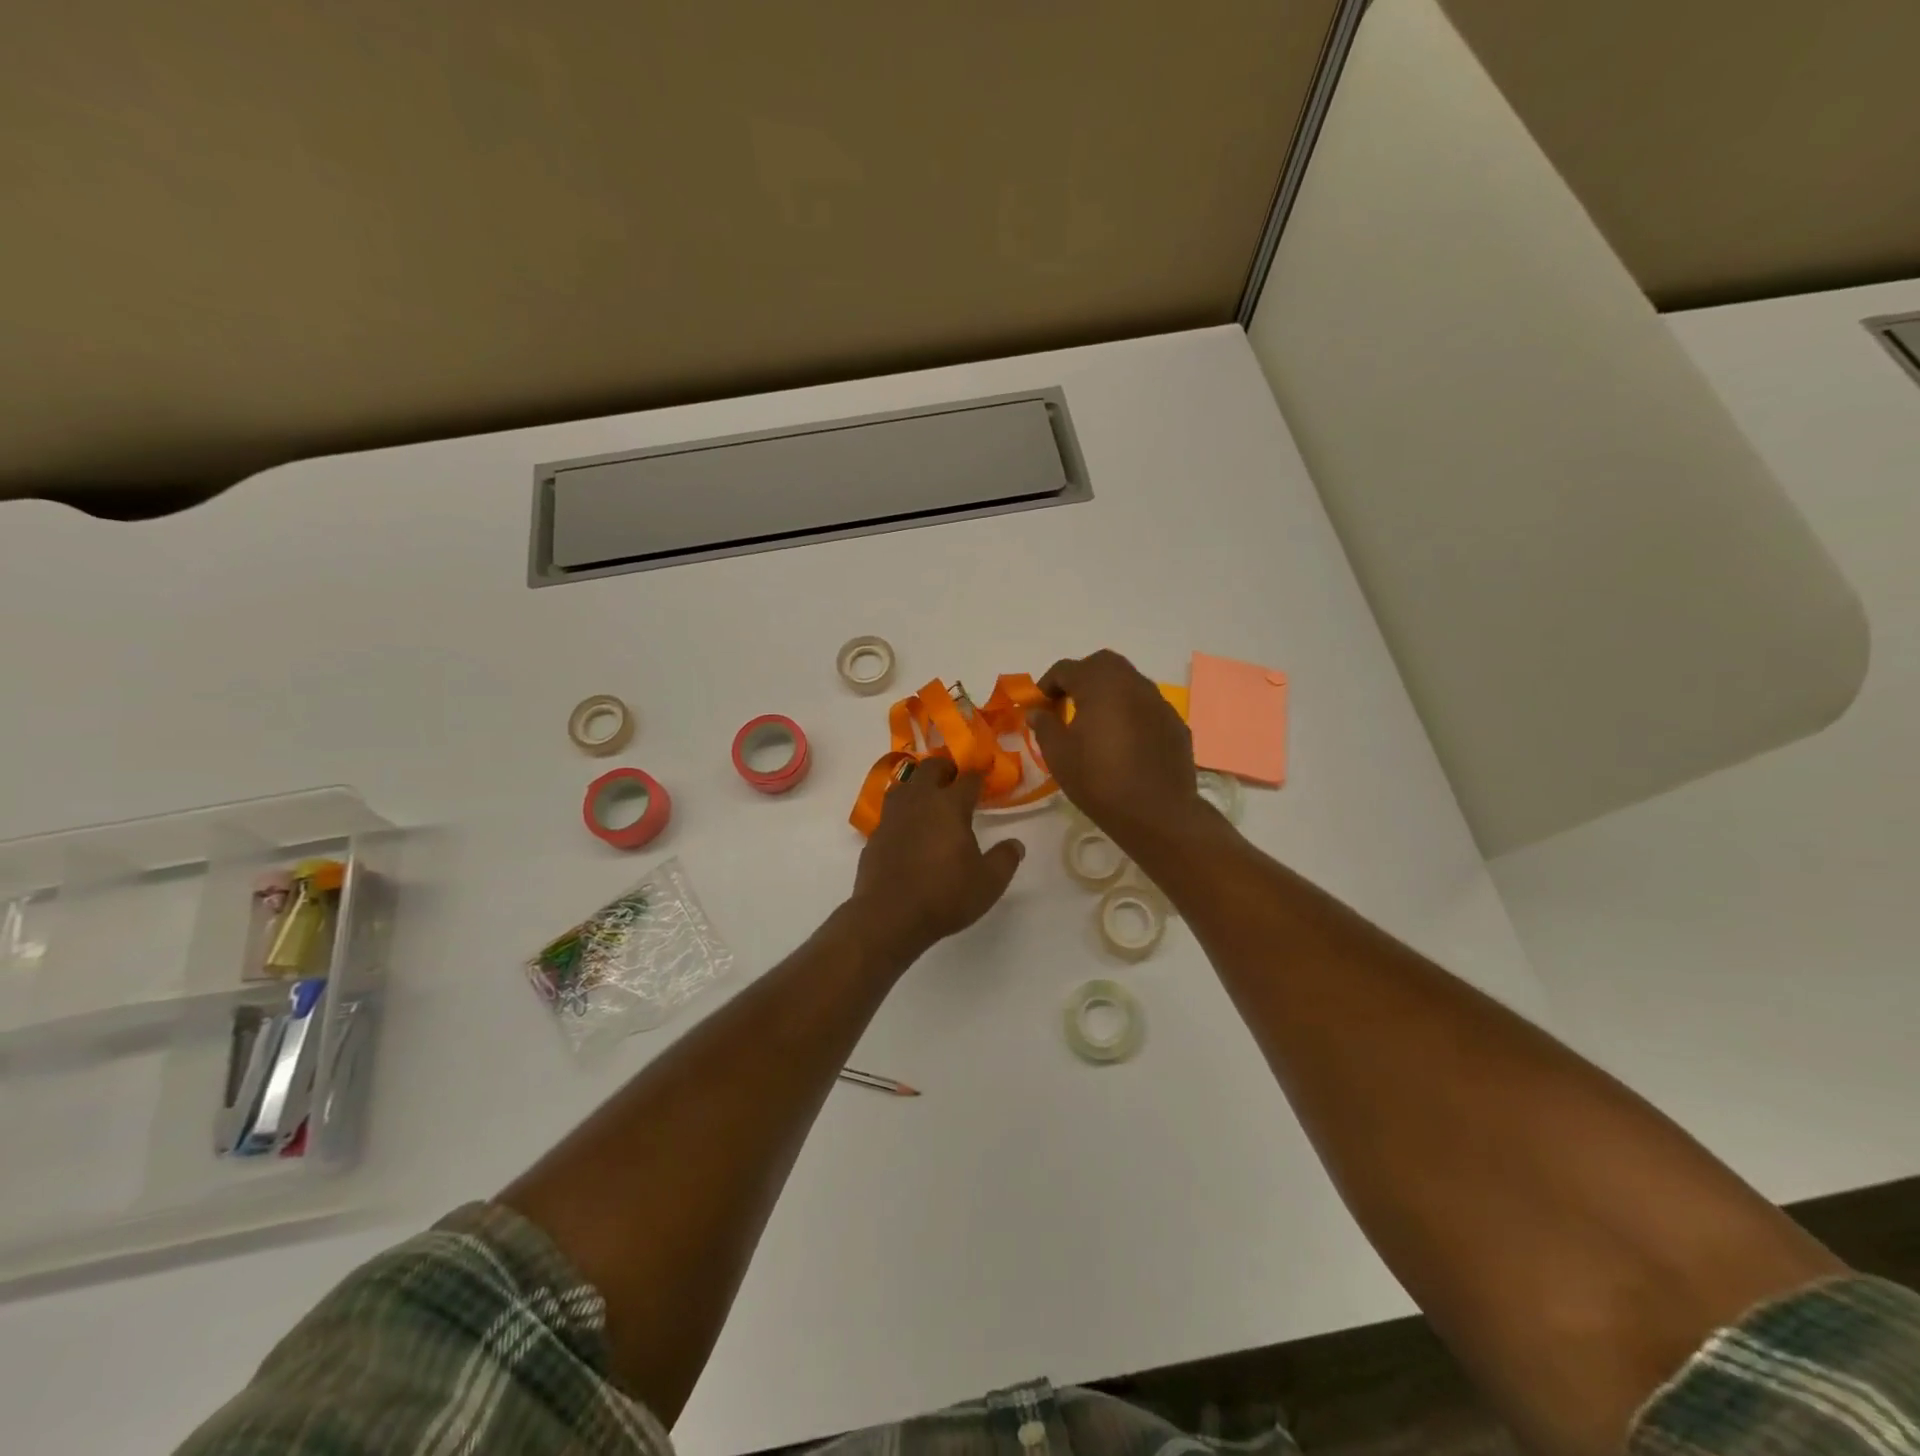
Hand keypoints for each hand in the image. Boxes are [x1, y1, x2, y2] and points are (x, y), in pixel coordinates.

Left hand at [849, 759, 1025, 961]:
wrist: (889, 915)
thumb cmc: (945, 895)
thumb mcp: (989, 882)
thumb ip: (1005, 859)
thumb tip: (1016, 844)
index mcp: (949, 805)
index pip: (968, 779)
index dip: (979, 776)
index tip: (986, 778)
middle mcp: (919, 801)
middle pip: (930, 768)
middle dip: (945, 768)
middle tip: (956, 778)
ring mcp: (892, 816)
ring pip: (904, 783)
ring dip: (918, 783)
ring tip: (929, 796)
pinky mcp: (874, 835)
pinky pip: (890, 811)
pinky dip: (902, 810)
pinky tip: (908, 827)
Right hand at [1029, 649, 1203, 847]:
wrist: (1157, 813)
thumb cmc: (1099, 781)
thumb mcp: (1059, 755)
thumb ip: (1044, 725)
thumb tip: (1036, 711)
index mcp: (1100, 684)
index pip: (1066, 669)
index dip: (1047, 685)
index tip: (1039, 707)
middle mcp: (1132, 683)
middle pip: (1102, 664)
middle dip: (1081, 677)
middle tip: (1067, 704)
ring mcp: (1159, 701)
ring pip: (1128, 682)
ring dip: (1108, 692)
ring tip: (1095, 722)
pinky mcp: (1175, 722)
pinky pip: (1146, 706)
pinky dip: (1130, 712)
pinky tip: (1124, 740)